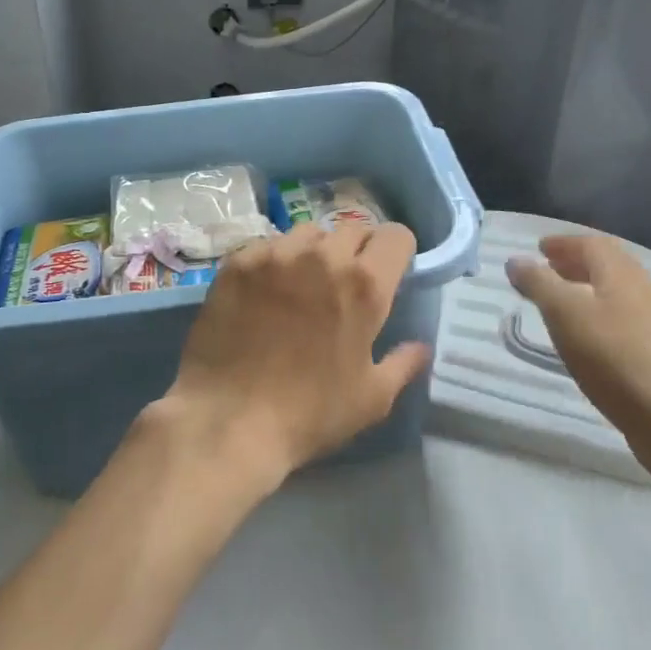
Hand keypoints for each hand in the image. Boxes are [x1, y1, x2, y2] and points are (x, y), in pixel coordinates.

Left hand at [156, 222, 430, 485]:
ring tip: (303, 284)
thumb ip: (403, 364)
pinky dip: (275, 261)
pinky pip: (268, 246)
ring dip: (315, 251)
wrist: (229, 420)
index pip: (395, 236)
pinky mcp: (238, 262)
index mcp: (365, 284)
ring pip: (308, 233)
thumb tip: (421, 346)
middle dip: (357, 251)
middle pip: (352, 229)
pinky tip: (265, 292)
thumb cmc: (310, 413)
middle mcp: (323, 256)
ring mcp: (276, 254)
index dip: (397, 253)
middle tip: (344, 285)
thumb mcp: (372, 398)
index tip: (389, 274)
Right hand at [506, 236, 650, 453]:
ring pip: (616, 291)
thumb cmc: (611, 356)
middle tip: (547, 270)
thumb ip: (538, 282)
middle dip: (575, 263)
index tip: (539, 249)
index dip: (563, 243)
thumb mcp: (564, 314)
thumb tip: (516, 260)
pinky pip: (623, 315)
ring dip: (587, 287)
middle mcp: (642, 288)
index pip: (591, 243)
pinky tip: (587, 335)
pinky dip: (599, 312)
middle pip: (607, 264)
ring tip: (561, 302)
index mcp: (621, 273)